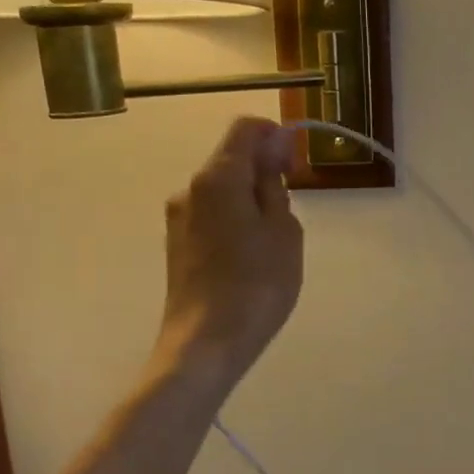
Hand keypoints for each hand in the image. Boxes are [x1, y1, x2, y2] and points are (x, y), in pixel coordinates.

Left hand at [152, 118, 303, 386]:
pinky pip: (212, 214)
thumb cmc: (257, 283)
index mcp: (217, 178)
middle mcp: (190, 189)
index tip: (296, 165)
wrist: (206, 344)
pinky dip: (236, 219)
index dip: (275, 137)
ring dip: (251, 198)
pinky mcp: (177, 245)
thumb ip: (275, 184)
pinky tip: (252, 255)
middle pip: (231, 158)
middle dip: (265, 170)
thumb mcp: (283, 229)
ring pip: (223, 189)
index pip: (245, 129)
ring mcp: (179, 218)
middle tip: (292, 207)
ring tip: (274, 239)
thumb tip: (271, 152)